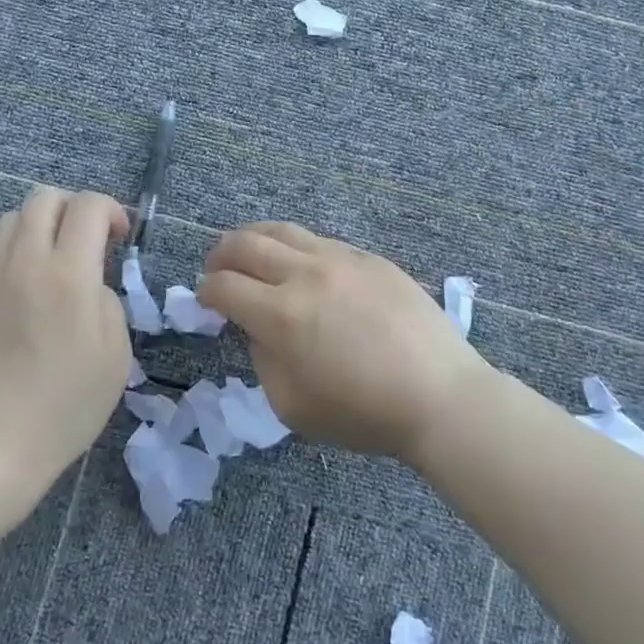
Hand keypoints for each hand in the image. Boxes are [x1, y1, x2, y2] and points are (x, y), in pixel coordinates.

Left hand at [0, 186, 131, 495]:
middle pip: (43, 198)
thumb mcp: (116, 353)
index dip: (111, 210)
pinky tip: (23, 298)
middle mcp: (25, 262)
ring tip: (53, 263)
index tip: (120, 238)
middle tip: (87, 241)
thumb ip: (108, 300)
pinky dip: (15, 258)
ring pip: (11, 220)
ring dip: (40, 227)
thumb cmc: (66, 404)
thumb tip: (91, 283)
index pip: (88, 206)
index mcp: (69, 274)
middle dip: (73, 207)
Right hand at [198, 222, 489, 459]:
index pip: (223, 286)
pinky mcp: (369, 258)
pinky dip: (296, 247)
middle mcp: (305, 274)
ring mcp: (341, 259)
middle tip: (216, 269)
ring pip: (283, 231)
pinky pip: (321, 241)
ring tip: (248, 251)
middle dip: (220, 255)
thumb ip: (264, 359)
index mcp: (280, 314)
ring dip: (254, 238)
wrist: (438, 395)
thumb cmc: (363, 413)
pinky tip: (302, 265)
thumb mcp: (292, 405)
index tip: (205, 300)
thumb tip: (260, 329)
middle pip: (245, 244)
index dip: (205, 292)